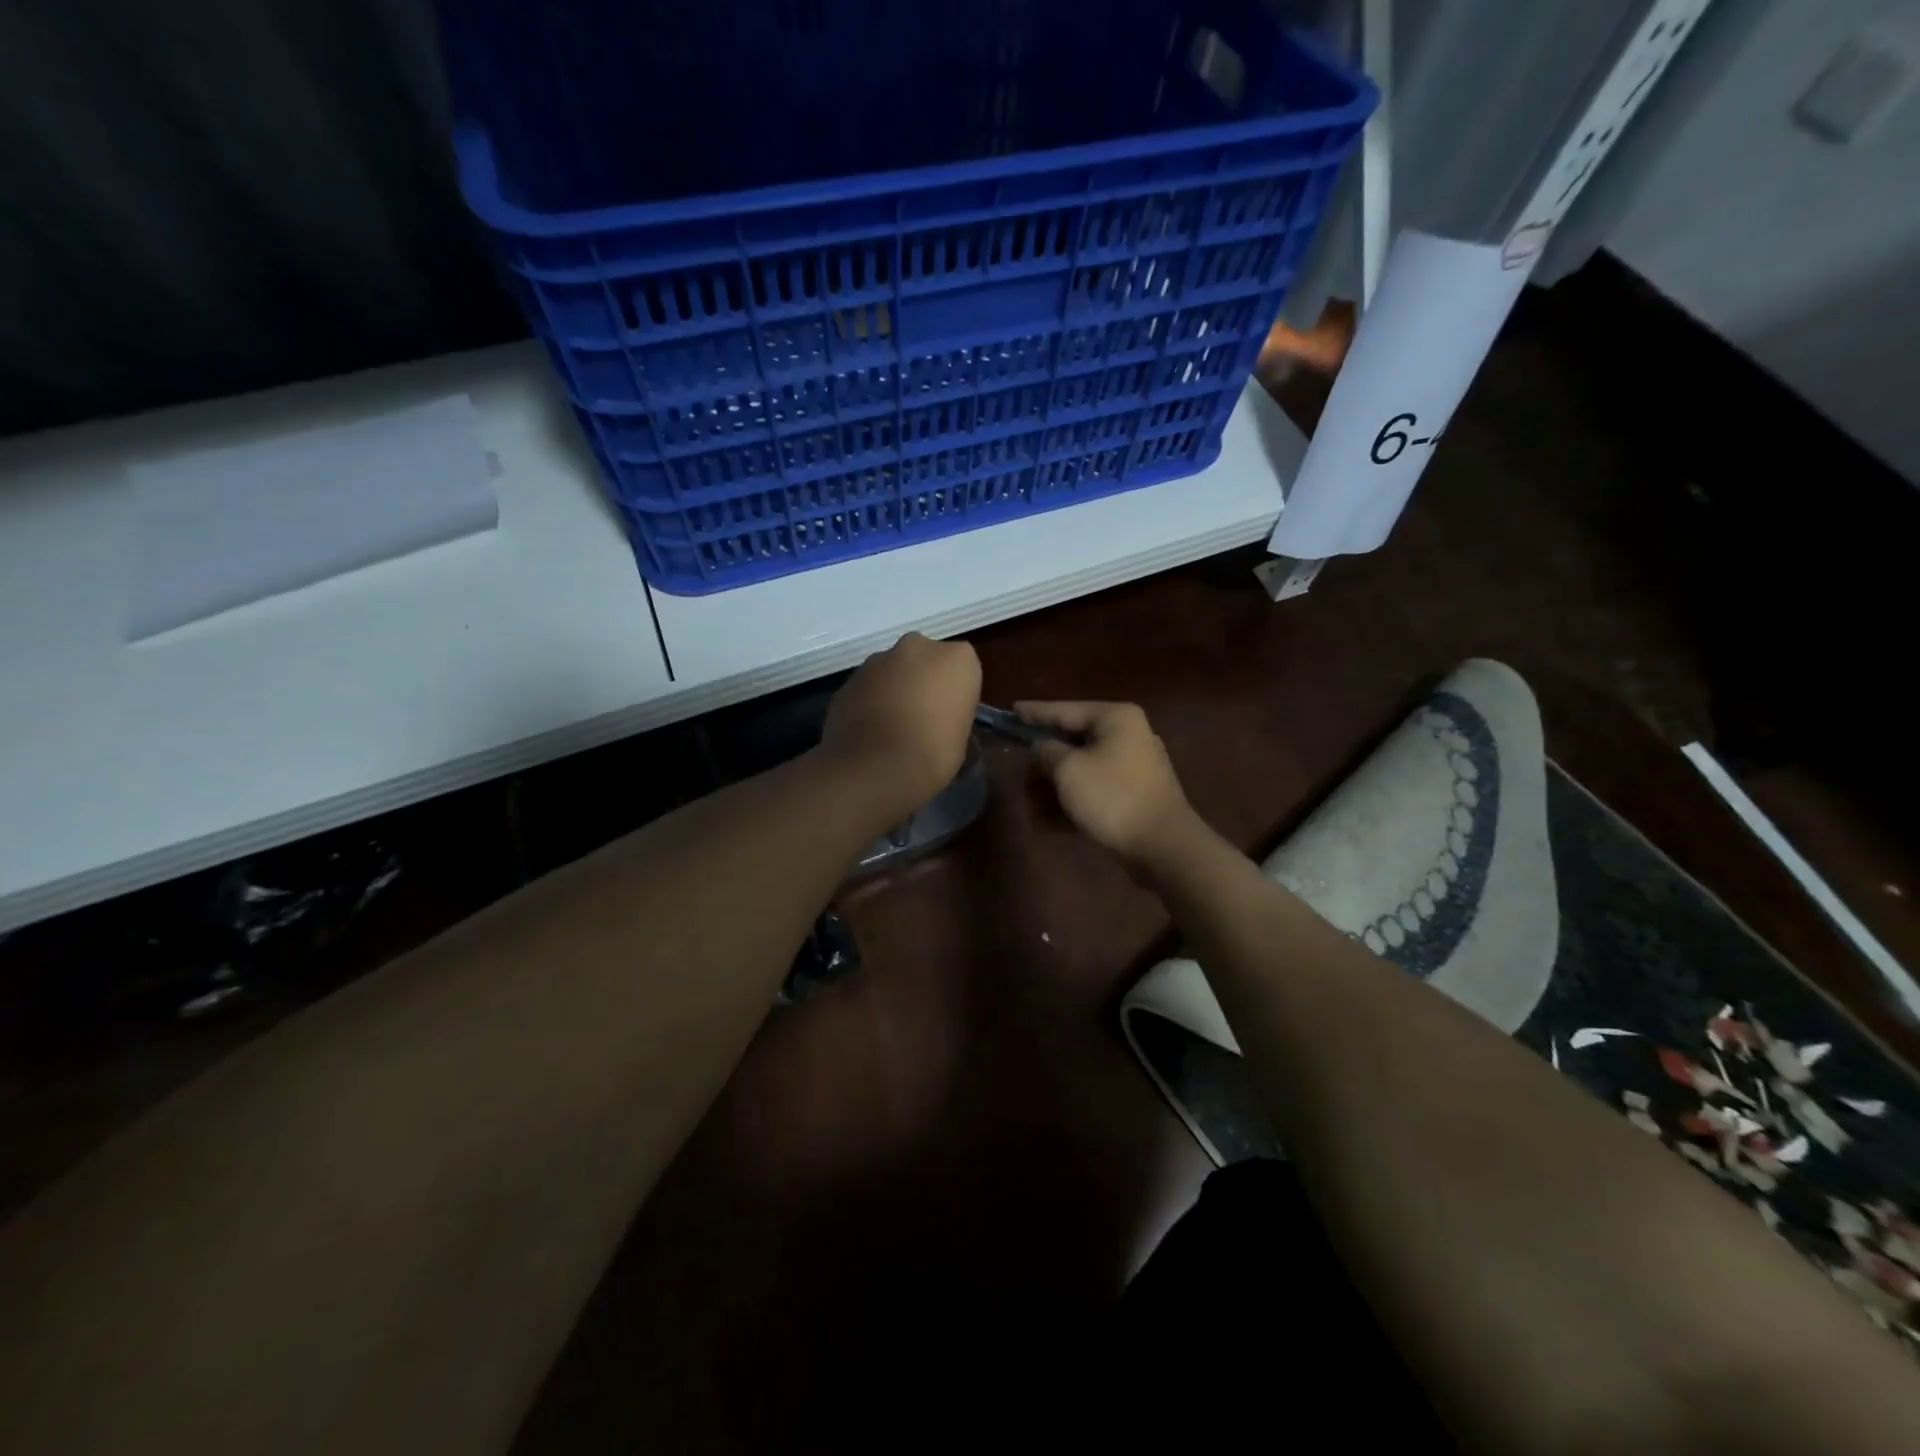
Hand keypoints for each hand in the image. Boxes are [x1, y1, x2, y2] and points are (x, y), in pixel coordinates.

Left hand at [821, 633, 980, 817]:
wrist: (876, 767)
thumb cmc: (934, 754)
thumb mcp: (961, 738)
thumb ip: (950, 715)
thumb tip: (936, 721)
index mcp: (957, 658)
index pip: (961, 668)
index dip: (954, 694)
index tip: (949, 716)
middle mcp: (917, 647)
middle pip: (923, 661)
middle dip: (921, 681)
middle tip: (921, 717)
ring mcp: (878, 659)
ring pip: (891, 672)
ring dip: (892, 690)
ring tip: (891, 729)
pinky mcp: (848, 679)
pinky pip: (866, 689)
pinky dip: (869, 703)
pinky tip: (869, 733)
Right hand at [1016, 701, 1198, 869]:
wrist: (1162, 845)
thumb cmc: (1112, 797)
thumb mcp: (1067, 770)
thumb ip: (1045, 752)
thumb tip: (1040, 748)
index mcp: (1115, 718)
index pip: (1064, 710)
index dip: (1034, 712)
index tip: (1011, 710)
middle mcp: (1127, 735)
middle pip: (1072, 742)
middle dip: (1042, 763)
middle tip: (1018, 774)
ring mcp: (1132, 767)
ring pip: (1081, 769)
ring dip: (1053, 788)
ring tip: (1030, 807)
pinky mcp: (1133, 795)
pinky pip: (1094, 790)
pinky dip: (1071, 802)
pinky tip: (1047, 822)